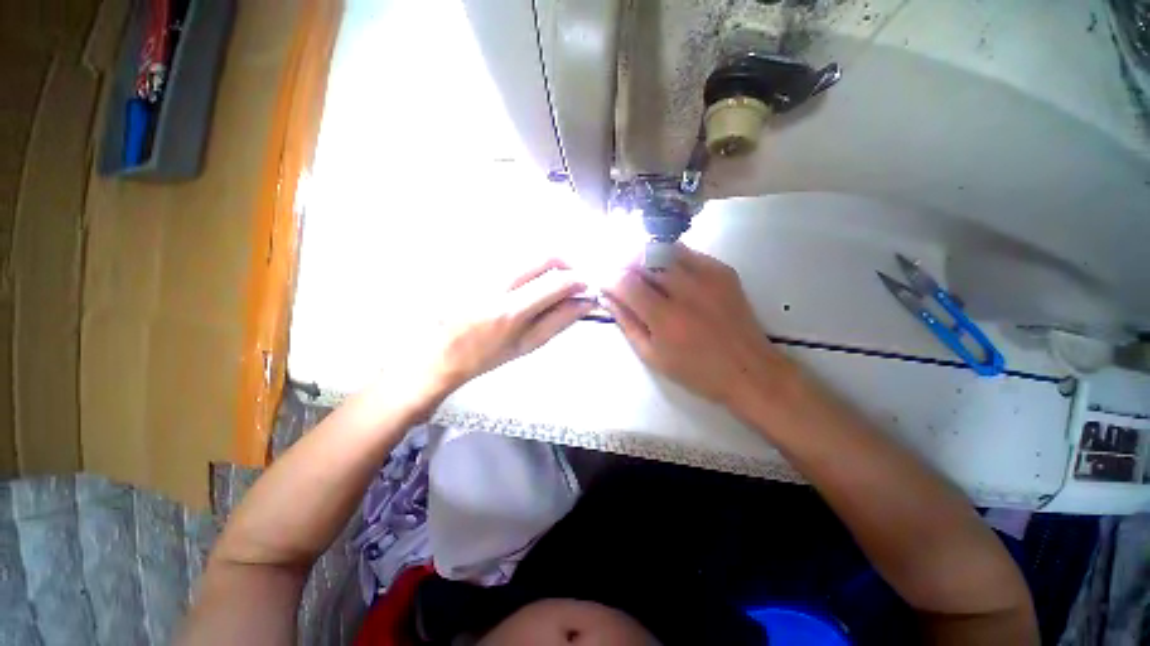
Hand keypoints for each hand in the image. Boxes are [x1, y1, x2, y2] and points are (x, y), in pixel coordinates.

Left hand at [432, 258, 593, 389]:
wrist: (442, 351)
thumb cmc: (487, 355)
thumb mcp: (528, 345)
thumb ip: (559, 321)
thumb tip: (586, 302)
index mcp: (510, 312)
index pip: (556, 283)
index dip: (578, 281)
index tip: (585, 287)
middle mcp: (495, 284)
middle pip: (543, 256)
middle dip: (565, 264)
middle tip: (570, 279)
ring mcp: (480, 270)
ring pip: (527, 254)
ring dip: (544, 266)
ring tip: (543, 284)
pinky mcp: (470, 263)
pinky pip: (507, 256)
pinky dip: (523, 266)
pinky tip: (517, 282)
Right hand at [601, 245, 788, 406]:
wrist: (749, 369)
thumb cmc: (695, 370)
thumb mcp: (652, 355)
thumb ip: (627, 323)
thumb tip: (607, 297)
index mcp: (665, 317)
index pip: (625, 282)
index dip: (608, 277)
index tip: (602, 282)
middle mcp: (686, 290)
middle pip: (643, 259)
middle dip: (623, 264)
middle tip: (618, 275)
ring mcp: (707, 276)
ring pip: (663, 250)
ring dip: (643, 257)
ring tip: (639, 270)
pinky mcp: (722, 270)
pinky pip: (686, 252)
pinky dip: (668, 257)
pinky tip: (666, 271)